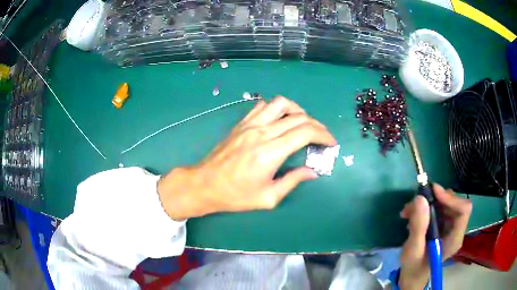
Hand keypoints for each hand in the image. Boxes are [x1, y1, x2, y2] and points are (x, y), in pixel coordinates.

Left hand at [157, 96, 336, 220]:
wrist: (205, 184)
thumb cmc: (236, 195)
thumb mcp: (268, 197)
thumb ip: (293, 181)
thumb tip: (312, 171)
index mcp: (270, 153)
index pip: (305, 132)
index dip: (323, 135)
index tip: (331, 142)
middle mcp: (262, 133)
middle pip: (298, 117)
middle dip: (317, 125)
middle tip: (322, 136)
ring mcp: (250, 125)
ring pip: (280, 104)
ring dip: (297, 110)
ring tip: (303, 123)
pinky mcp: (241, 124)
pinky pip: (262, 106)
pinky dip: (277, 109)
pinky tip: (280, 120)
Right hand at [398, 184, 471, 289]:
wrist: (412, 274)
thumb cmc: (413, 267)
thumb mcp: (413, 250)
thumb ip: (418, 226)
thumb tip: (420, 198)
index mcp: (454, 239)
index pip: (463, 210)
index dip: (451, 198)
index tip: (433, 193)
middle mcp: (456, 229)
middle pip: (454, 203)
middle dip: (435, 199)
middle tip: (415, 203)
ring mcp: (451, 226)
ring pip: (445, 203)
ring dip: (427, 203)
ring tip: (409, 211)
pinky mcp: (444, 224)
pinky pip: (439, 207)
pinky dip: (425, 207)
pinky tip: (412, 215)